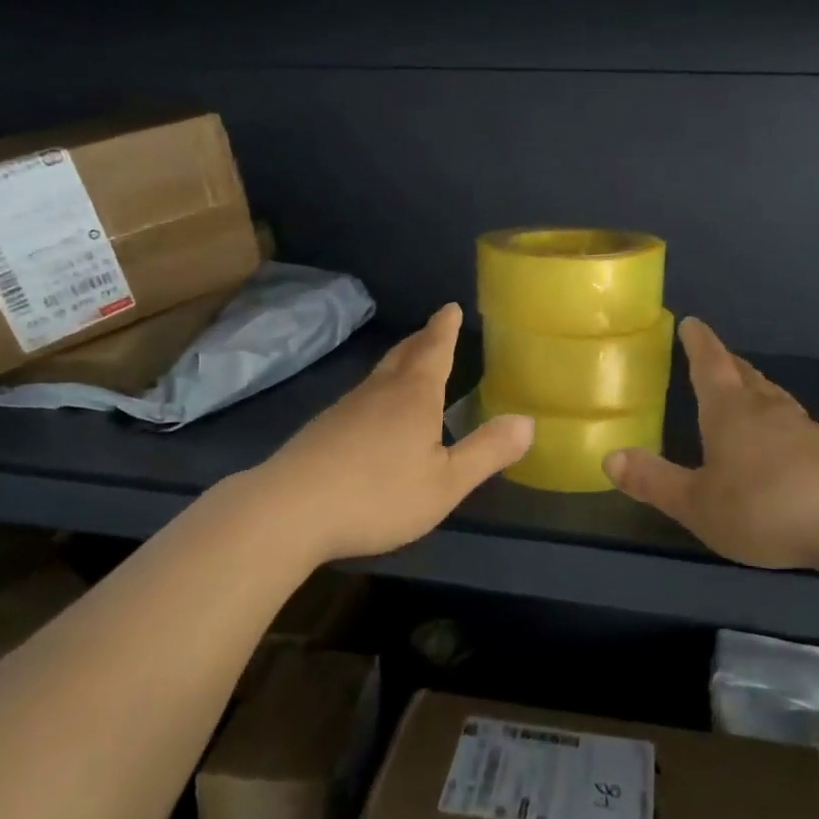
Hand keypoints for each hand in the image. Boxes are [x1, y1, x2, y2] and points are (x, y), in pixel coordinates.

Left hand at [247, 304, 533, 563]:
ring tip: (410, 362)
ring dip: (399, 362)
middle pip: (404, 355)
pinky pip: (361, 397)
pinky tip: (374, 412)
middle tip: (434, 327)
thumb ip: (487, 452)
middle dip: (422, 340)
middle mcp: (379, 392)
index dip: (445, 329)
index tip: (450, 307)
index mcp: (414, 396)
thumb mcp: (446, 483)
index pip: (434, 351)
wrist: (290, 510)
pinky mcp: (323, 429)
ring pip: (379, 375)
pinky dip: (378, 390)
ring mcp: (346, 408)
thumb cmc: (378, 494)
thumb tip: (528, 421)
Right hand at [603, 317, 818, 572]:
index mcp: (730, 411)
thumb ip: (654, 481)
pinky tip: (783, 441)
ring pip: (773, 398)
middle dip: (728, 364)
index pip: (710, 365)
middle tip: (717, 356)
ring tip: (748, 390)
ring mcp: (803, 429)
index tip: (692, 323)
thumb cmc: (764, 506)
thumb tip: (609, 457)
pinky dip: (780, 422)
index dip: (699, 343)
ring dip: (756, 389)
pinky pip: (794, 425)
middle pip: (745, 376)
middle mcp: (766, 410)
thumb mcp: (697, 502)